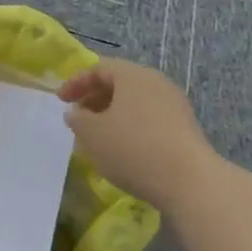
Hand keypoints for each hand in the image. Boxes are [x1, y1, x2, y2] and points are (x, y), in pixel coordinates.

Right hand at [58, 58, 221, 209]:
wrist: (190, 182)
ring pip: (135, 102)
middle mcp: (156, 82)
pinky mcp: (185, 128)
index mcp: (133, 75)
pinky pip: (150, 118)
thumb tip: (76, 113)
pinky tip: (123, 150)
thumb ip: (78, 119)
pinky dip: (131, 127)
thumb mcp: (93, 134)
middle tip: (78, 117)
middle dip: (94, 99)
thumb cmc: (133, 149)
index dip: (76, 82)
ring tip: (98, 137)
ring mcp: (174, 105)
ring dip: (112, 115)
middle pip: (119, 83)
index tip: (61, 101)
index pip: (99, 68)